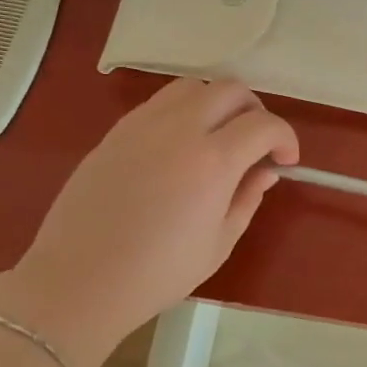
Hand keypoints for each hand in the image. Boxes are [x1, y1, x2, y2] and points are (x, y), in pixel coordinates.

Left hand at [0, 79, 297, 366]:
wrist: (80, 280)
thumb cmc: (158, 273)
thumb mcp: (219, 243)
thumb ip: (248, 198)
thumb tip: (265, 171)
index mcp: (213, 161)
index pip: (263, 124)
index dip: (285, 138)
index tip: (285, 161)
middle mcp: (180, 129)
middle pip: (230, 89)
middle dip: (255, 111)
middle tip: (256, 144)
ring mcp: (142, 125)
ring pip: (192, 86)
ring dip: (216, 103)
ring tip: (218, 138)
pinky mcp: (116, 132)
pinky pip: (159, 104)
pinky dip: (183, 112)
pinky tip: (179, 148)